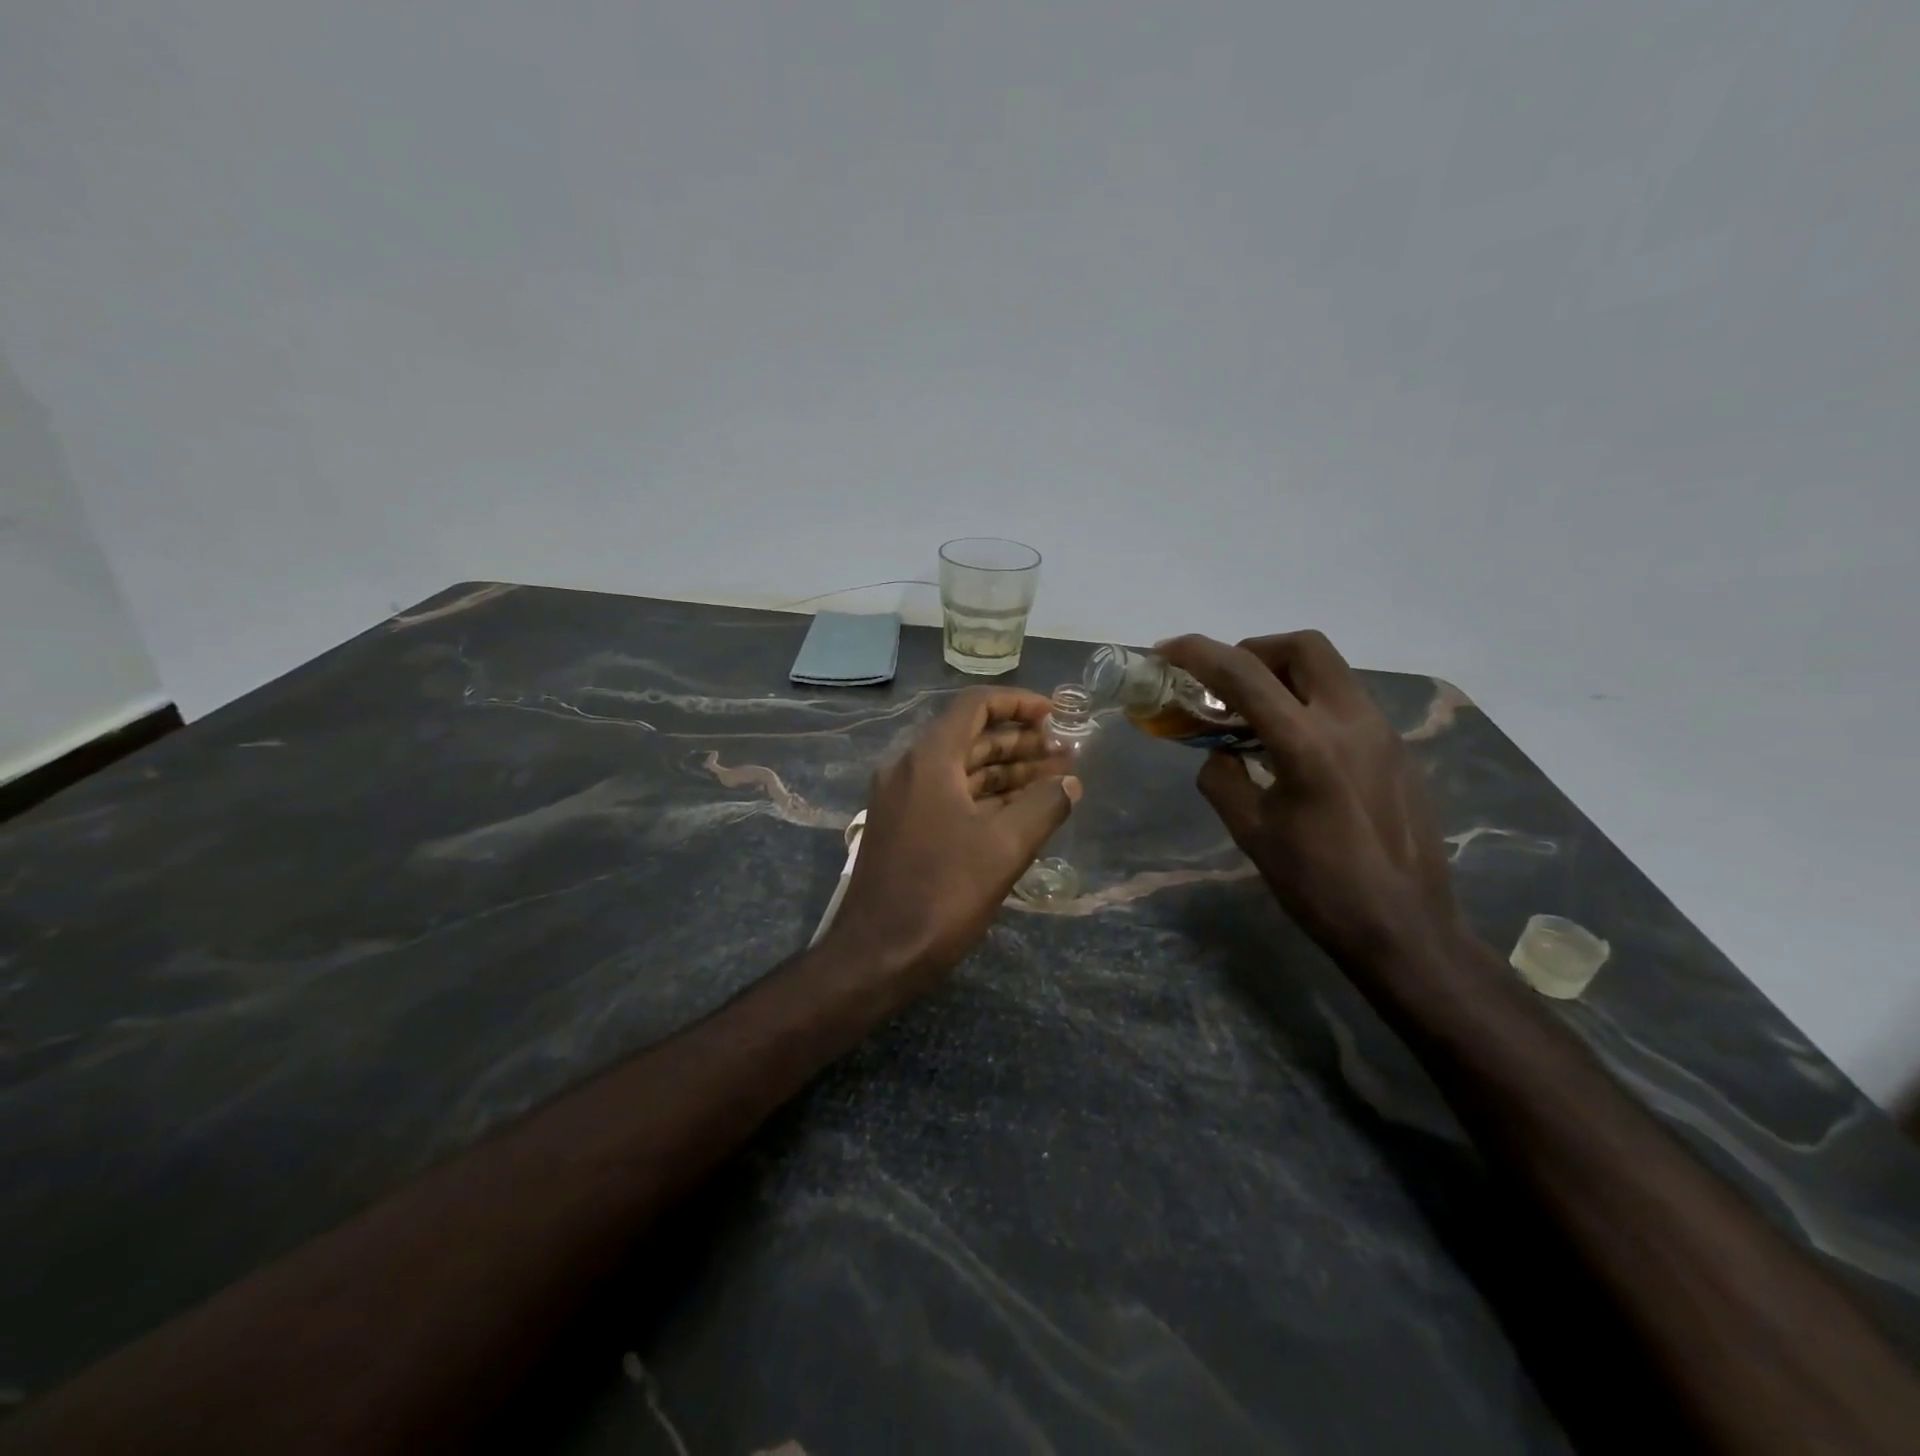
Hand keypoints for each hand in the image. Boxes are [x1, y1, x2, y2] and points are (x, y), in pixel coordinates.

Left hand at [826, 687, 1079, 990]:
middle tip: (1065, 755)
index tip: (1056, 715)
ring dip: (1007, 771)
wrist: (876, 955)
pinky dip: (986, 797)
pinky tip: (1021, 810)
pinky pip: (949, 795)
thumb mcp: (1004, 848)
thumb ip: (1044, 806)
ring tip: (1055, 781)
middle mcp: (909, 768)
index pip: (975, 706)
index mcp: (928, 759)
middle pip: (971, 737)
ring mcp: (902, 799)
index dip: (1019, 704)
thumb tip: (1070, 784)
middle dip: (1021, 742)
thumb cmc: (941, 894)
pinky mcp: (903, 827)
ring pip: (962, 770)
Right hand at [1158, 632, 1459, 968]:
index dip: (1199, 653)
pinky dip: (1311, 703)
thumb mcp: (1252, 833)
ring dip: (1286, 676)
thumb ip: (1222, 780)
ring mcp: (1382, 733)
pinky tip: (1295, 749)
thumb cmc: (1319, 886)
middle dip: (1256, 651)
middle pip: (1304, 647)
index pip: (1244, 674)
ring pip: (1331, 671)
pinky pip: (1347, 703)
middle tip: (1227, 683)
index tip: (1168, 650)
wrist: (1405, 928)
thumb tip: (1220, 755)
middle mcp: (1351, 722)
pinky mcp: (1398, 751)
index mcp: (1307, 744)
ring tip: (1256, 716)